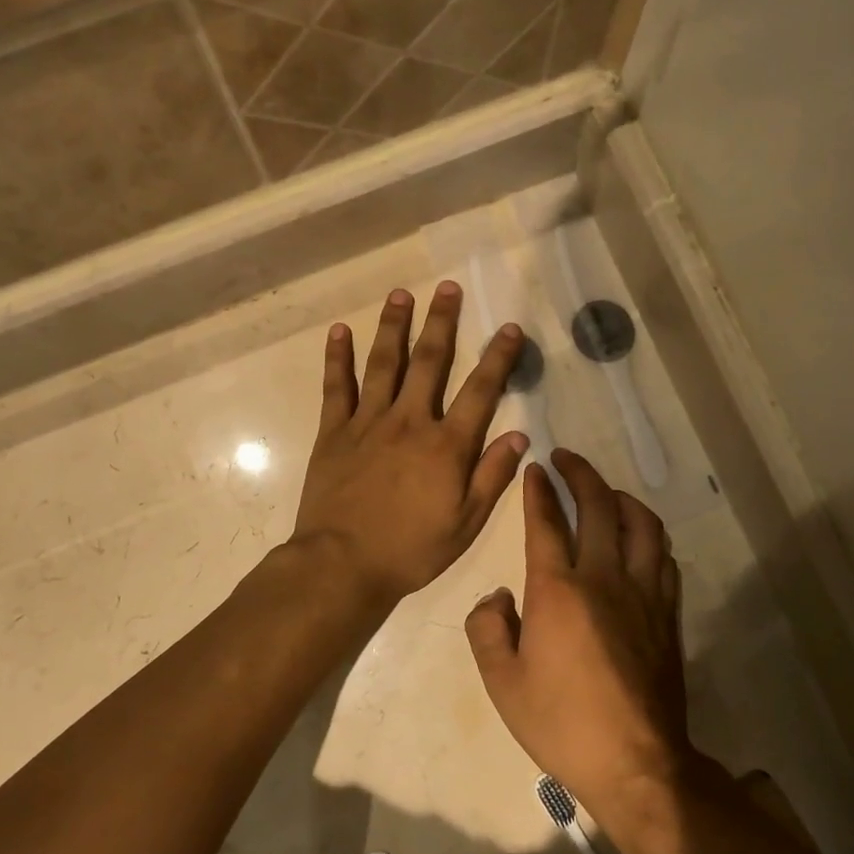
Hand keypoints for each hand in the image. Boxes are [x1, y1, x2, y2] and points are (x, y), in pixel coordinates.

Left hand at [293, 284, 527, 608]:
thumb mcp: (465, 524)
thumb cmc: (410, 550)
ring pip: (384, 363)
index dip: (498, 357)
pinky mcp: (333, 432)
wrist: (342, 565)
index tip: (510, 328)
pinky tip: (340, 331)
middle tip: (448, 288)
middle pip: (430, 362)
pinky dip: (337, 358)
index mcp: (446, 445)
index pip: (480, 391)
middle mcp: (409, 421)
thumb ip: (492, 476)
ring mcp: (368, 422)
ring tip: (400, 294)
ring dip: (394, 326)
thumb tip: (520, 435)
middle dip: (442, 322)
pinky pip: (336, 387)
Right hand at [465, 449, 697, 815]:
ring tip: (606, 492)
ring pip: (641, 523)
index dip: (538, 490)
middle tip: (567, 458)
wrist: (636, 763)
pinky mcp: (667, 613)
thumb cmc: (561, 723)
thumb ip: (487, 629)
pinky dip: (649, 535)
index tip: (535, 469)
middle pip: (598, 506)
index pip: (546, 522)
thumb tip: (498, 597)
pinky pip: (663, 557)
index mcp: (558, 590)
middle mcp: (603, 577)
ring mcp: (643, 593)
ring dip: (621, 497)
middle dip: (580, 473)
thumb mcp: (501, 683)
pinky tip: (639, 540)